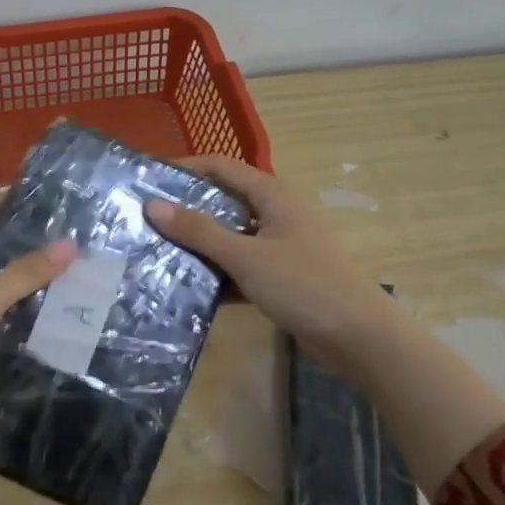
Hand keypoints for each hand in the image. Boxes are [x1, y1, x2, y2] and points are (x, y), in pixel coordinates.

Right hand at [147, 155, 504, 494]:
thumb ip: (199, 231)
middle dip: (186, 209)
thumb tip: (153, 205)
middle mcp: (276, 212)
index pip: (220, 167)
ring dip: (199, 245)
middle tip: (144, 220)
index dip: (184, 168)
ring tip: (156, 253)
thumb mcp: (246, 256)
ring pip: (230, 236)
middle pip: (223, 201)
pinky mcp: (281, 275)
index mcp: (273, 195)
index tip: (147, 179)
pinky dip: (218, 273)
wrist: (359, 337)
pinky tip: (186, 288)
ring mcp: (280, 245)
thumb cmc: (304, 284)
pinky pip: (240, 265)